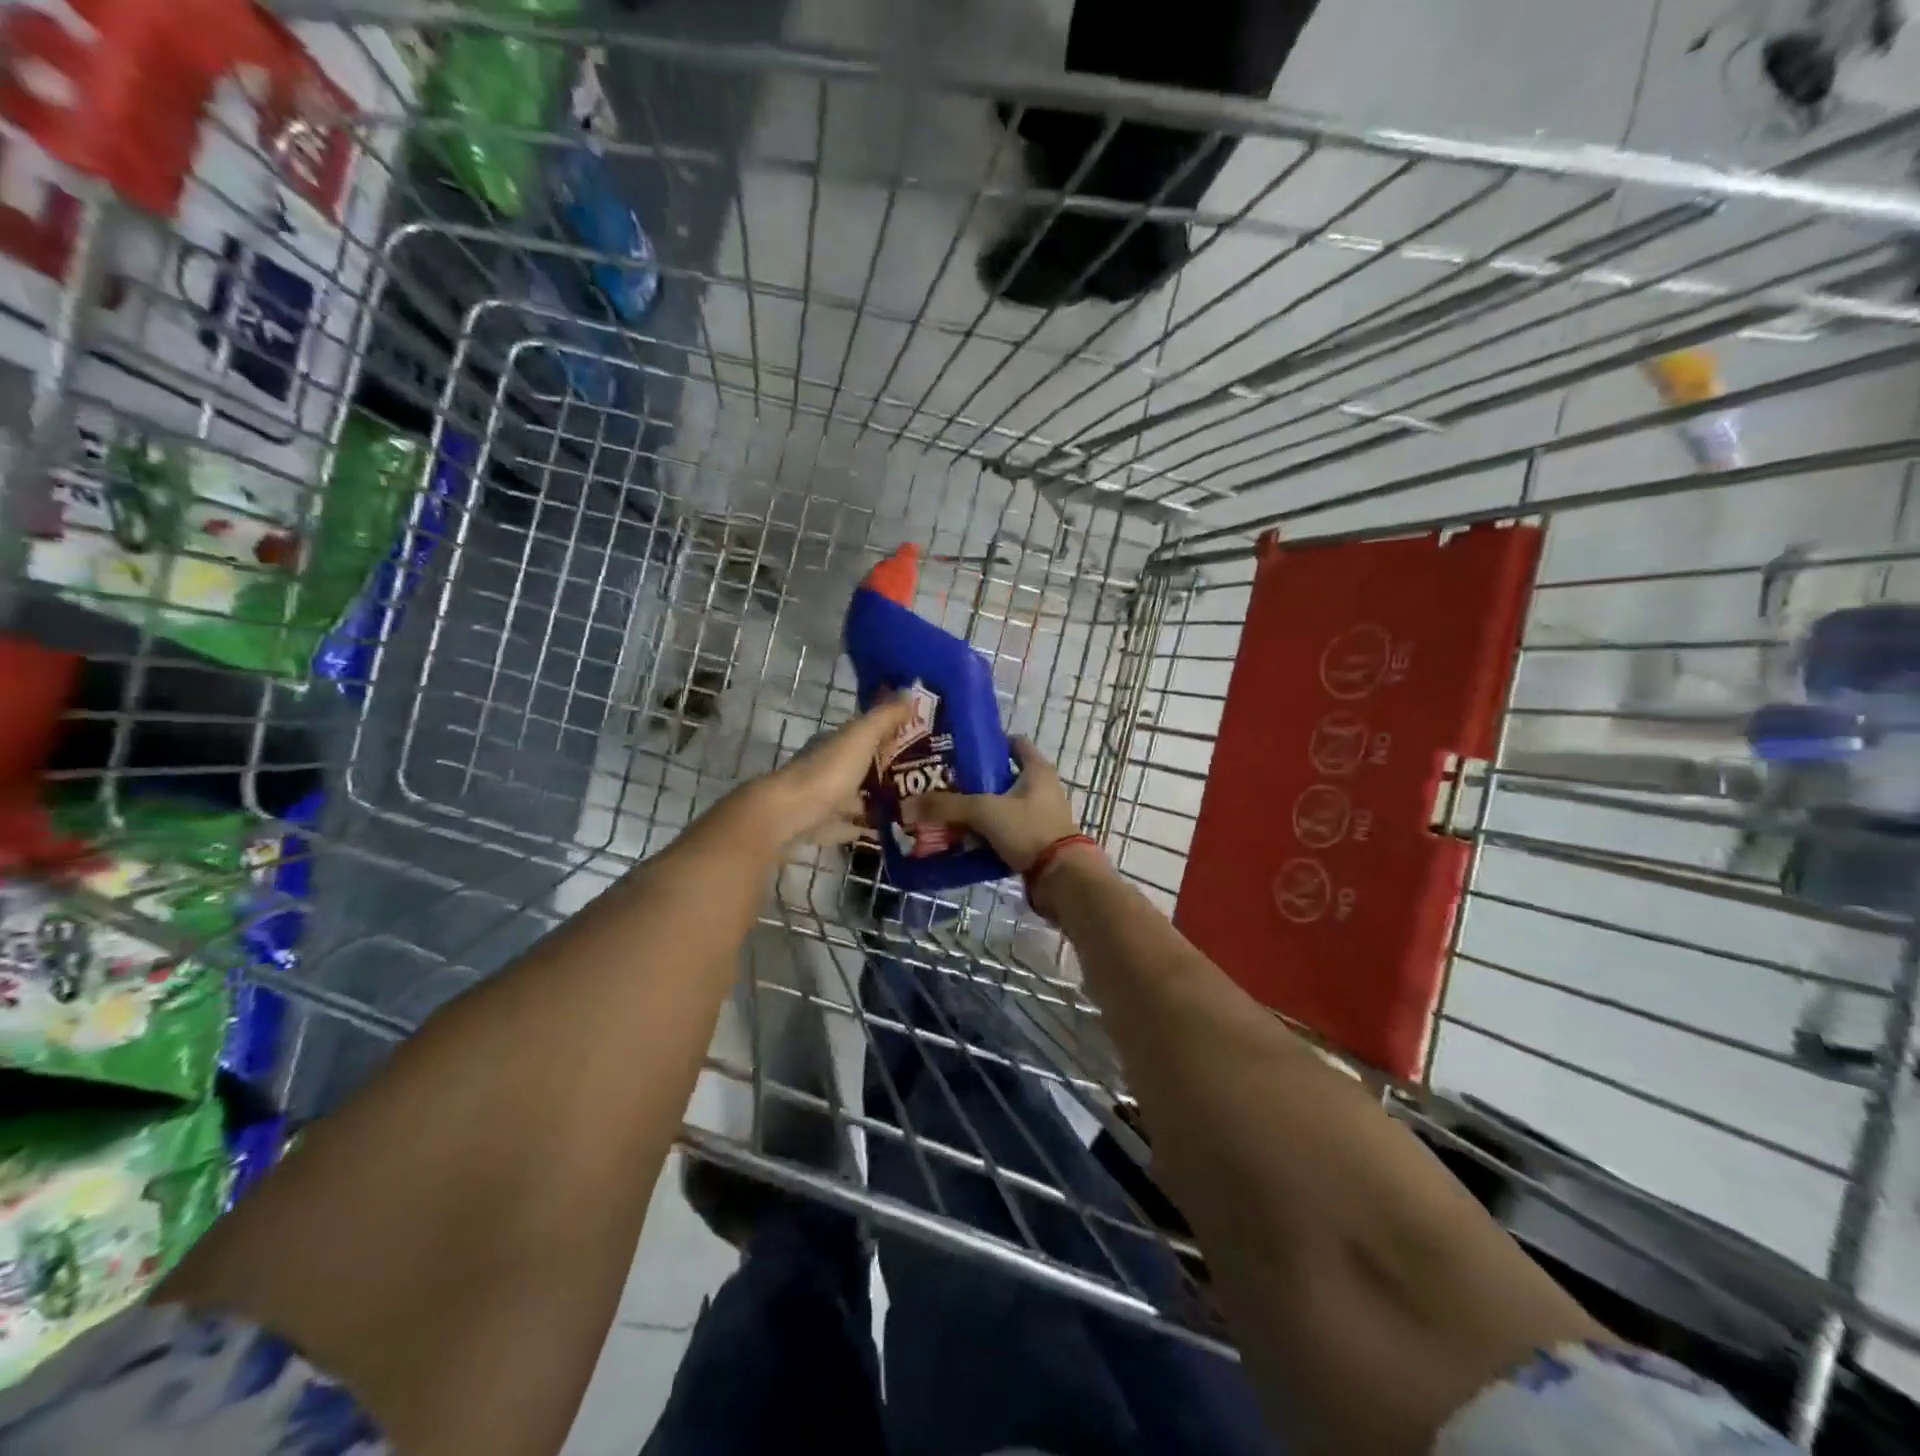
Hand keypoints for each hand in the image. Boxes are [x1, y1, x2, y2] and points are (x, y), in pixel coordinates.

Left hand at [743, 696, 913, 849]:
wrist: (789, 815)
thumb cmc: (828, 771)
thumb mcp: (861, 736)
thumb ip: (885, 717)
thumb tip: (910, 692)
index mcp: (834, 743)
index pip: (865, 734)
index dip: (889, 736)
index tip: (919, 743)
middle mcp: (827, 768)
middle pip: (861, 767)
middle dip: (887, 771)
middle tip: (923, 779)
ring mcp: (822, 799)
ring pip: (855, 797)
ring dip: (876, 800)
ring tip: (912, 807)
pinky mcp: (821, 827)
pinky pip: (848, 825)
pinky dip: (864, 826)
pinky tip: (885, 829)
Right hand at [905, 738, 1082, 872]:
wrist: (1061, 879)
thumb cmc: (1029, 830)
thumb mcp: (984, 811)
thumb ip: (946, 806)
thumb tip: (907, 806)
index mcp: (1037, 770)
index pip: (1014, 743)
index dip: (989, 742)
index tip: (960, 748)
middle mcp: (1041, 790)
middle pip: (1002, 777)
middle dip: (973, 781)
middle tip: (942, 784)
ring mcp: (1039, 818)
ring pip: (1001, 808)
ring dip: (977, 812)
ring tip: (946, 814)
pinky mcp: (1034, 844)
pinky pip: (1003, 834)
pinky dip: (984, 836)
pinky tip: (961, 842)